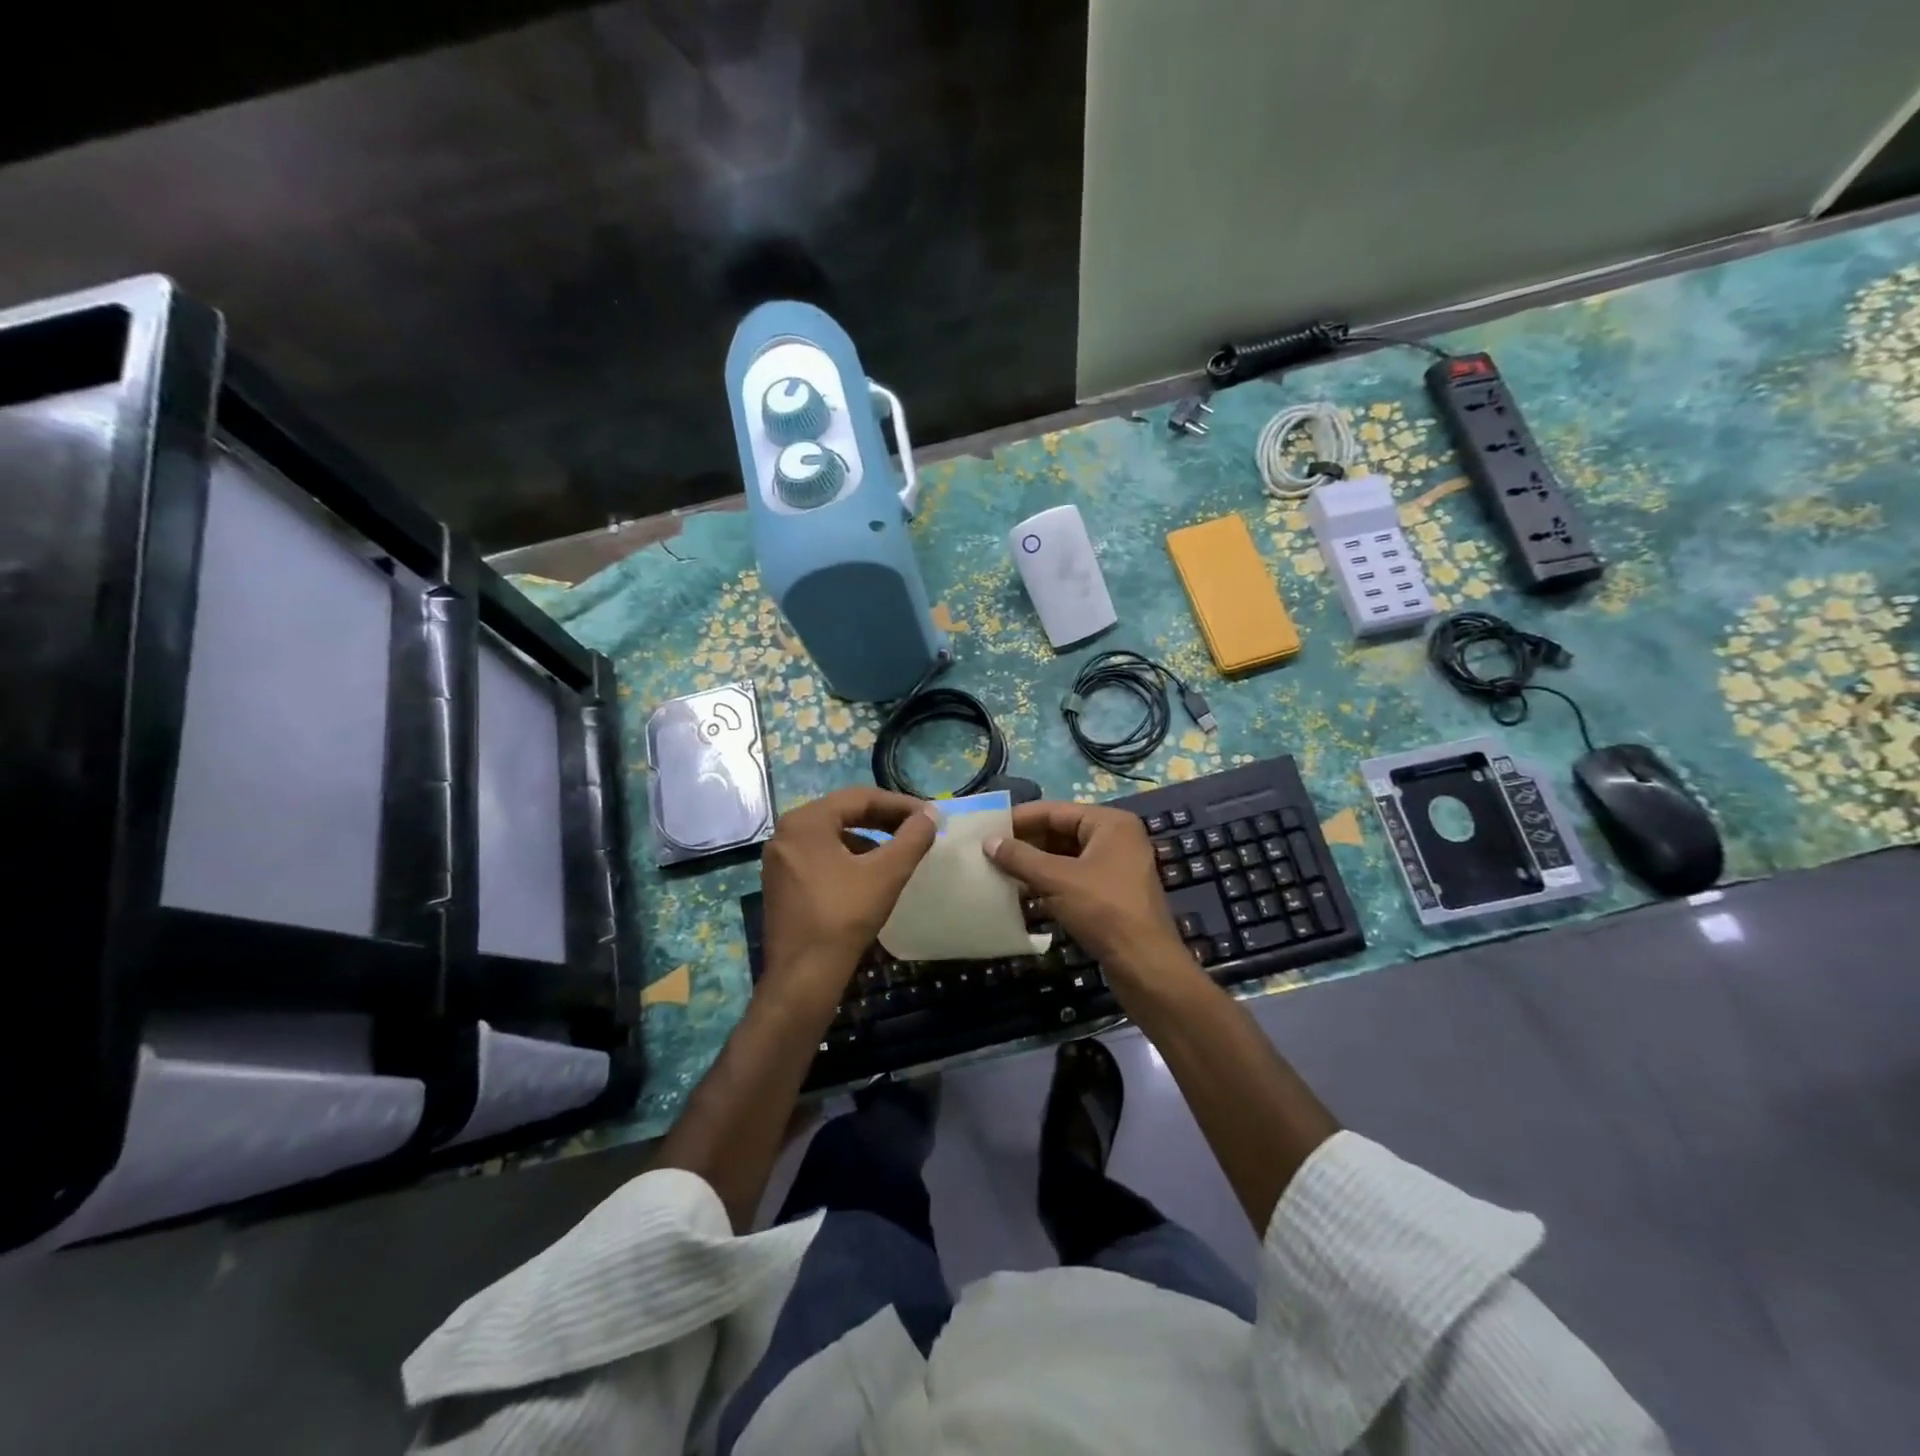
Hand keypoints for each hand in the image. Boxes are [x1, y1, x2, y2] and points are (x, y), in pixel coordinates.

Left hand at [759, 787, 936, 1005]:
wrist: (803, 976)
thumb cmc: (844, 917)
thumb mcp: (886, 874)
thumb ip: (912, 838)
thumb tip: (931, 815)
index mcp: (805, 821)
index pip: (860, 798)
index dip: (899, 804)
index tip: (929, 815)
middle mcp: (786, 833)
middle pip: (844, 814)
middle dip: (884, 819)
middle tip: (917, 828)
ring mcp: (779, 859)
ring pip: (833, 836)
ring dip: (868, 839)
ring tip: (899, 851)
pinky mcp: (781, 883)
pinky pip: (821, 856)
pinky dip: (849, 858)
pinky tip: (870, 875)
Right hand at [985, 801, 1195, 994]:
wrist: (1144, 965)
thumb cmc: (1103, 910)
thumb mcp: (1057, 880)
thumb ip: (1021, 858)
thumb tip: (988, 841)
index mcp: (1110, 823)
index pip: (1056, 811)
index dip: (1020, 818)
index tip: (988, 827)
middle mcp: (1115, 839)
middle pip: (1061, 832)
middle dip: (1026, 843)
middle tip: (988, 851)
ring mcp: (1115, 868)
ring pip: (1065, 858)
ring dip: (1034, 865)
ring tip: (997, 871)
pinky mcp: (1110, 895)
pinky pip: (1072, 879)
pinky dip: (1048, 883)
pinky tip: (1020, 893)